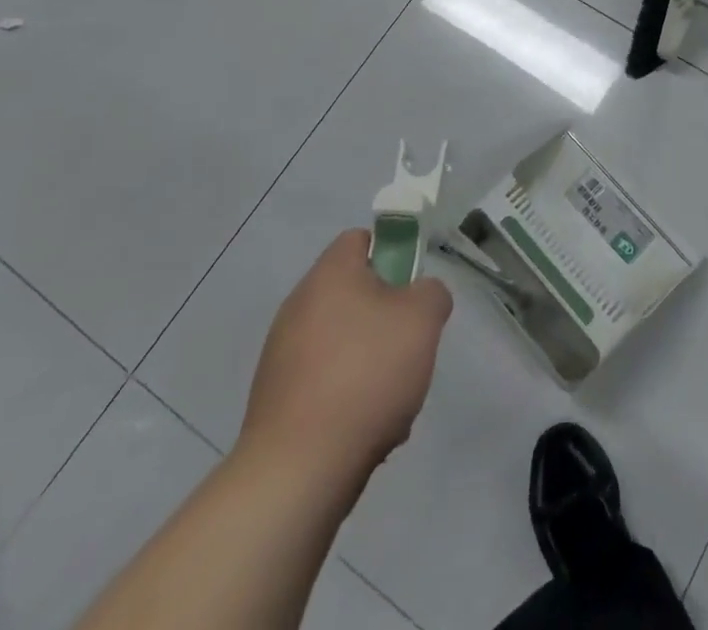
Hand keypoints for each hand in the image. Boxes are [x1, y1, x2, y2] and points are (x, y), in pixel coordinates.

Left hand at [238, 229, 452, 480]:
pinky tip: (365, 427)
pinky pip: (325, 382)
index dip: (392, 253)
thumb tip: (421, 296)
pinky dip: (348, 396)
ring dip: (372, 361)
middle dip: (387, 316)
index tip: (412, 286)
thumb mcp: (423, 318)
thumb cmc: (366, 374)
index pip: (360, 238)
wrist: (298, 470)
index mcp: (329, 274)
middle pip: (354, 293)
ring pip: (344, 341)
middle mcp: (299, 305)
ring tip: (392, 396)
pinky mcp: (276, 399)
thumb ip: (431, 291)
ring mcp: (282, 354)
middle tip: (409, 343)